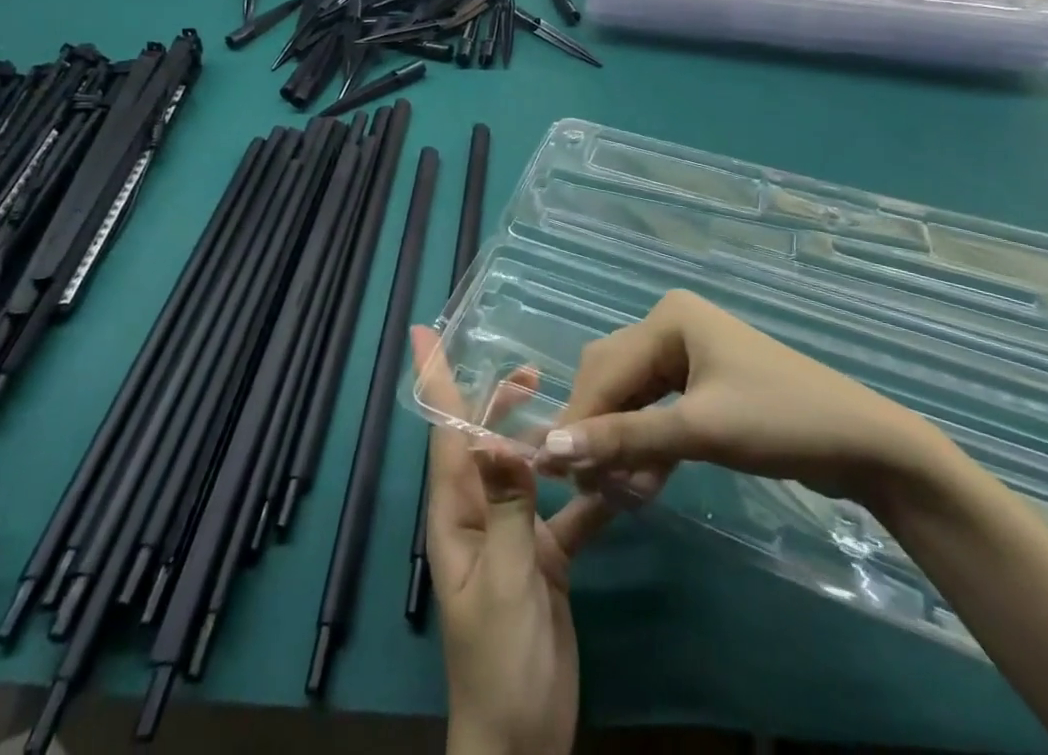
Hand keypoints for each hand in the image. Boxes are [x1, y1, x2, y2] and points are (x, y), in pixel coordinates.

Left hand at [414, 327, 612, 754]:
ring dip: (547, 440)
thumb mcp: (503, 583)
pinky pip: (567, 511)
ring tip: (577, 408)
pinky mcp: (546, 557)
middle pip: (488, 442)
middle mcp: (481, 514)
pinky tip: (618, 472)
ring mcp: (515, 535)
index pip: (448, 436)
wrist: (523, 744)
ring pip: (528, 470)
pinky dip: (588, 490)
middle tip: (533, 369)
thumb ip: (507, 509)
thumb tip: (496, 436)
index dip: (439, 384)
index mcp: (457, 515)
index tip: (429, 334)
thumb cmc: (500, 664)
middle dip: (502, 402)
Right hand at [535, 289, 943, 507]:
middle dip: (598, 429)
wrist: (866, 445)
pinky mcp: (703, 385)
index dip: (577, 418)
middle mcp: (671, 326)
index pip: (605, 369)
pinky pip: (657, 410)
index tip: (549, 469)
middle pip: (614, 378)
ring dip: (621, 442)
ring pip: (633, 397)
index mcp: (669, 318)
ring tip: (614, 491)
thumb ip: (625, 438)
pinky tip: (641, 482)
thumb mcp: (699, 430)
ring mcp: (688, 354)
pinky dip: (646, 443)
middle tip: (584, 484)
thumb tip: (551, 448)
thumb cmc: (780, 421)